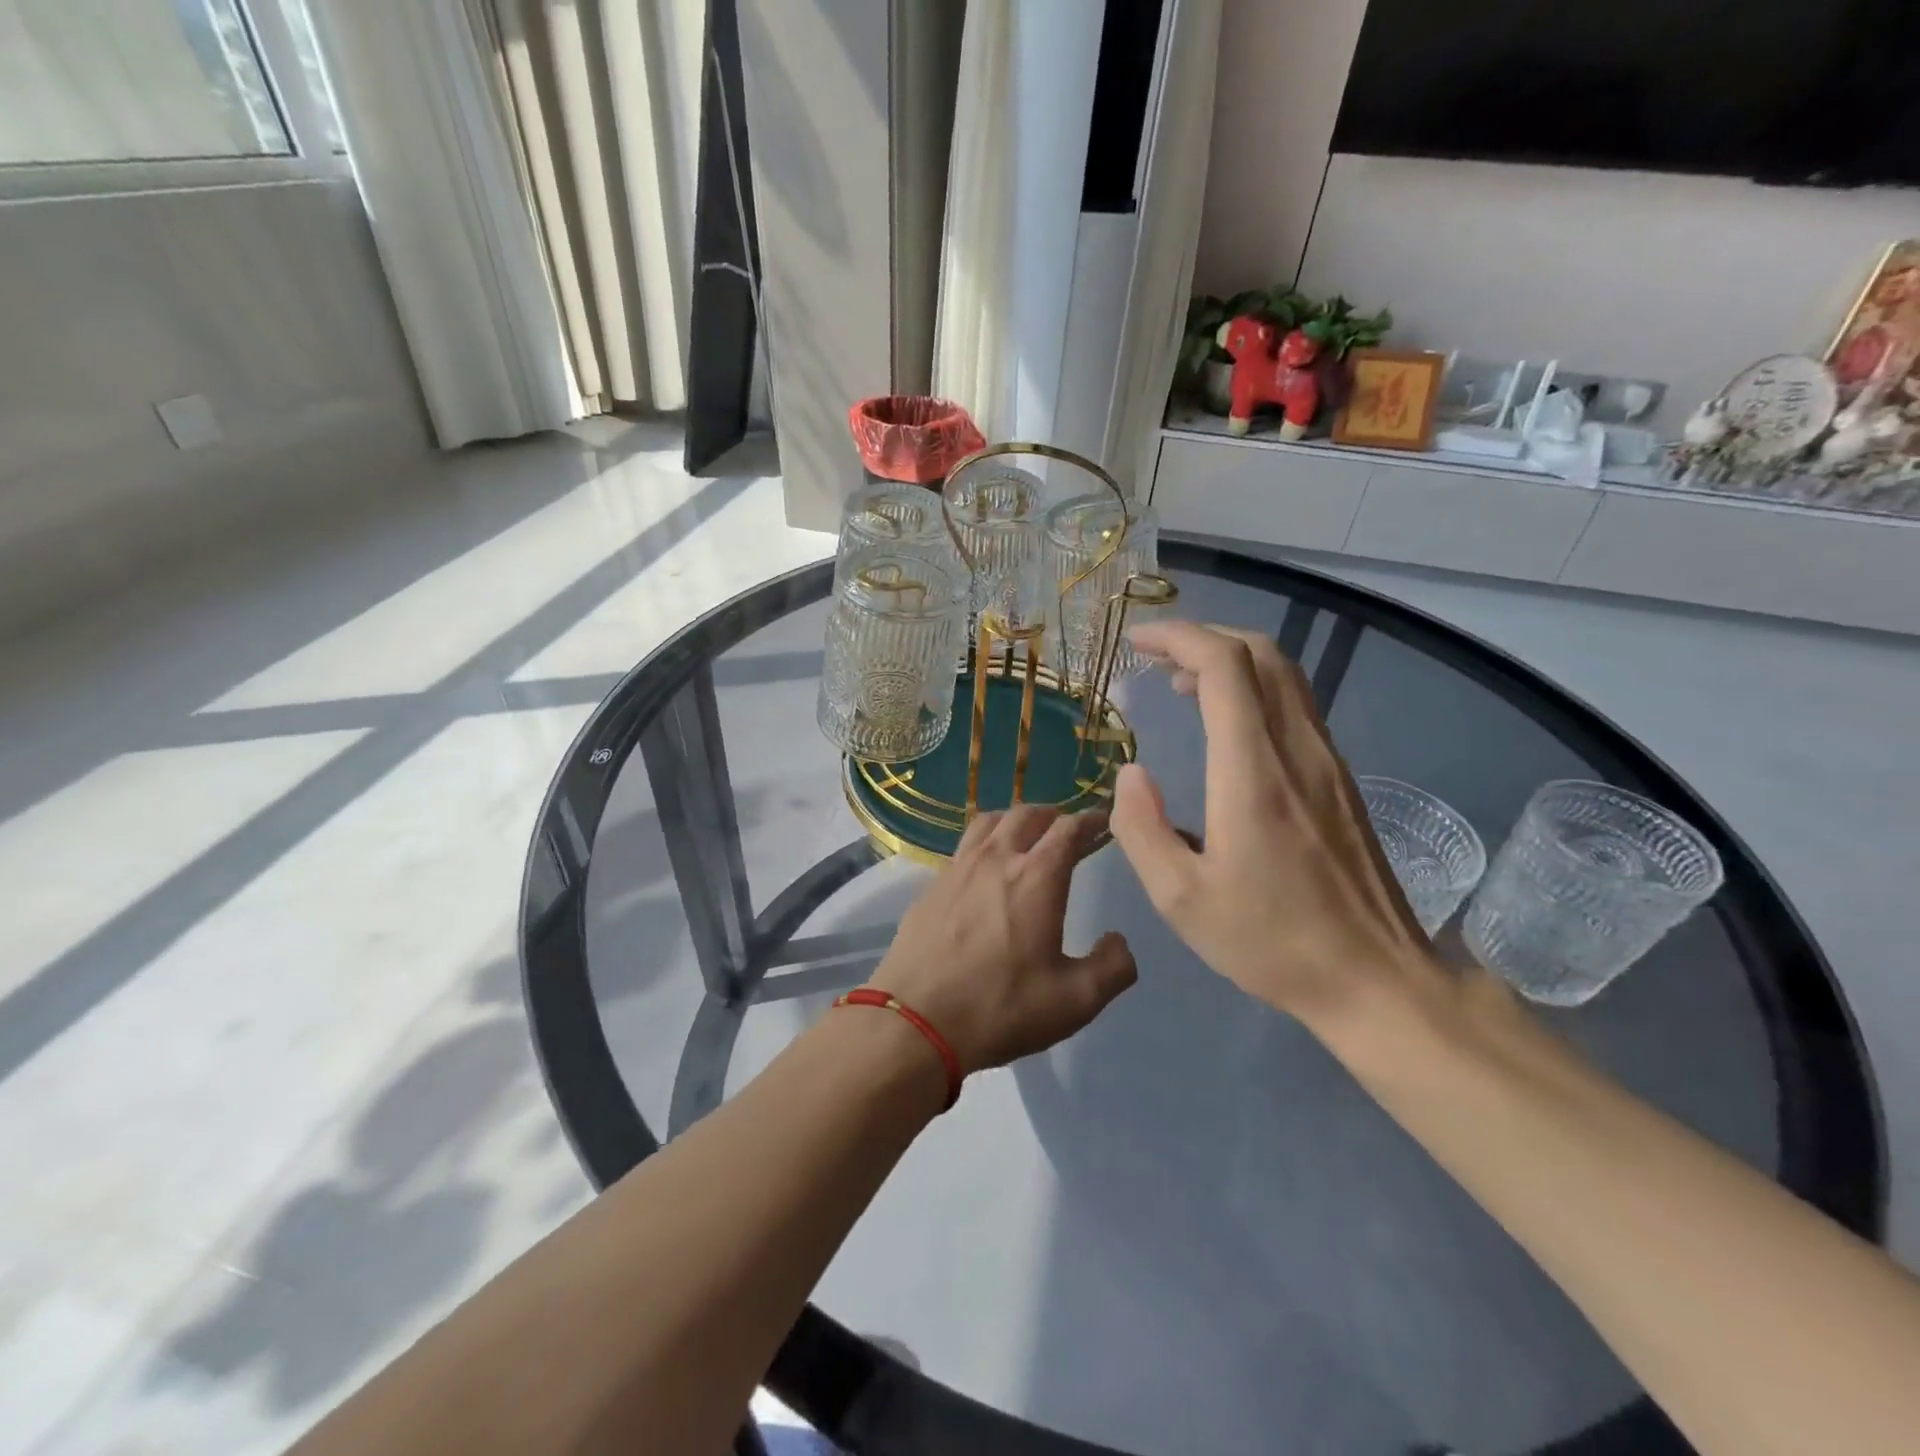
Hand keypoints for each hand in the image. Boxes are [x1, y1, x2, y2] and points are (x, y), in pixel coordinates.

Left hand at [867, 805, 1136, 1073]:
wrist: (915, 1021)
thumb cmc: (1001, 1007)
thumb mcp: (1075, 1001)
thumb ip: (1112, 967)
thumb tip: (1118, 941)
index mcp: (1037, 876)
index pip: (1069, 829)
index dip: (1090, 820)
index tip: (1103, 821)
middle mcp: (996, 858)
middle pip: (1026, 814)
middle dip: (1052, 815)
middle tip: (1065, 828)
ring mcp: (957, 868)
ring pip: (988, 822)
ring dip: (1013, 820)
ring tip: (1024, 835)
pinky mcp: (930, 885)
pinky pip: (963, 847)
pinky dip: (983, 843)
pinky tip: (983, 869)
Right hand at [1109, 620, 1442, 1038]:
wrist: (1377, 979)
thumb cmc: (1272, 942)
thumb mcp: (1181, 900)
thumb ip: (1142, 829)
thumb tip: (1131, 772)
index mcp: (1253, 773)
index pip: (1224, 666)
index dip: (1177, 637)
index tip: (1136, 643)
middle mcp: (1296, 750)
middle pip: (1261, 653)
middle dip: (1202, 637)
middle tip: (1153, 656)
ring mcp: (1326, 760)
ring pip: (1284, 674)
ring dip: (1229, 659)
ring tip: (1179, 682)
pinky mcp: (1338, 778)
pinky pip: (1295, 704)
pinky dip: (1252, 688)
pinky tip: (1223, 723)